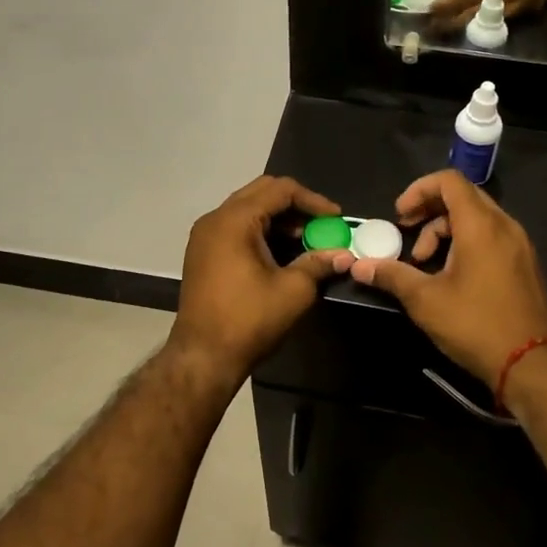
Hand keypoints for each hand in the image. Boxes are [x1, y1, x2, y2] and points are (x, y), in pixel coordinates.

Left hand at [169, 176, 354, 383]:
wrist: (202, 356)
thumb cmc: (248, 320)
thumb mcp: (293, 290)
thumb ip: (319, 264)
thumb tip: (344, 255)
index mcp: (235, 220)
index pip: (280, 190)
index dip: (313, 201)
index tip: (336, 219)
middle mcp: (215, 219)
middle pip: (262, 192)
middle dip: (295, 205)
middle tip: (321, 224)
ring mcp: (205, 235)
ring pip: (248, 208)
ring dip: (278, 218)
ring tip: (305, 239)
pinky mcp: (202, 252)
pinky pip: (236, 226)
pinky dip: (261, 230)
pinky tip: (281, 252)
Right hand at [348, 170, 546, 388]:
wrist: (532, 365)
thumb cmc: (476, 325)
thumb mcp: (425, 300)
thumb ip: (392, 275)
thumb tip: (359, 266)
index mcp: (481, 225)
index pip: (449, 181)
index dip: (419, 189)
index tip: (400, 215)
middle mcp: (504, 225)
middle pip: (462, 196)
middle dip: (429, 211)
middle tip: (407, 233)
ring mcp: (519, 245)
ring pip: (477, 218)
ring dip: (445, 230)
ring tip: (425, 263)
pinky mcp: (525, 264)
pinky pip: (491, 236)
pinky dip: (466, 242)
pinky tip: (452, 275)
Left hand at [417, 0, 546, 29]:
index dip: (445, 6)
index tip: (427, 11)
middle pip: (476, 14)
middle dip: (451, 22)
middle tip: (432, 26)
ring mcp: (526, 1)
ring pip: (489, 23)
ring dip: (467, 25)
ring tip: (449, 23)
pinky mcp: (534, 10)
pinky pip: (503, 22)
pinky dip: (486, 21)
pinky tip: (474, 17)